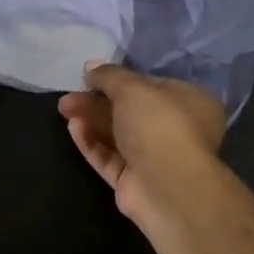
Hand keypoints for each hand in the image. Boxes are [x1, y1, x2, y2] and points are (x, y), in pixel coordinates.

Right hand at [57, 62, 225, 234]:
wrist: (168, 187)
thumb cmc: (159, 124)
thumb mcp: (132, 88)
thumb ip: (109, 75)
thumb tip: (91, 66)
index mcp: (190, 102)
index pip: (151, 85)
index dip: (120, 79)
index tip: (92, 75)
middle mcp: (176, 129)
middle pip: (129, 110)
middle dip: (97, 101)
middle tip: (69, 95)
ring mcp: (155, 158)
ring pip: (117, 134)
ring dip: (91, 119)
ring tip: (64, 108)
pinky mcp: (135, 181)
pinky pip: (110, 157)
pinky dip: (92, 142)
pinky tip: (73, 128)